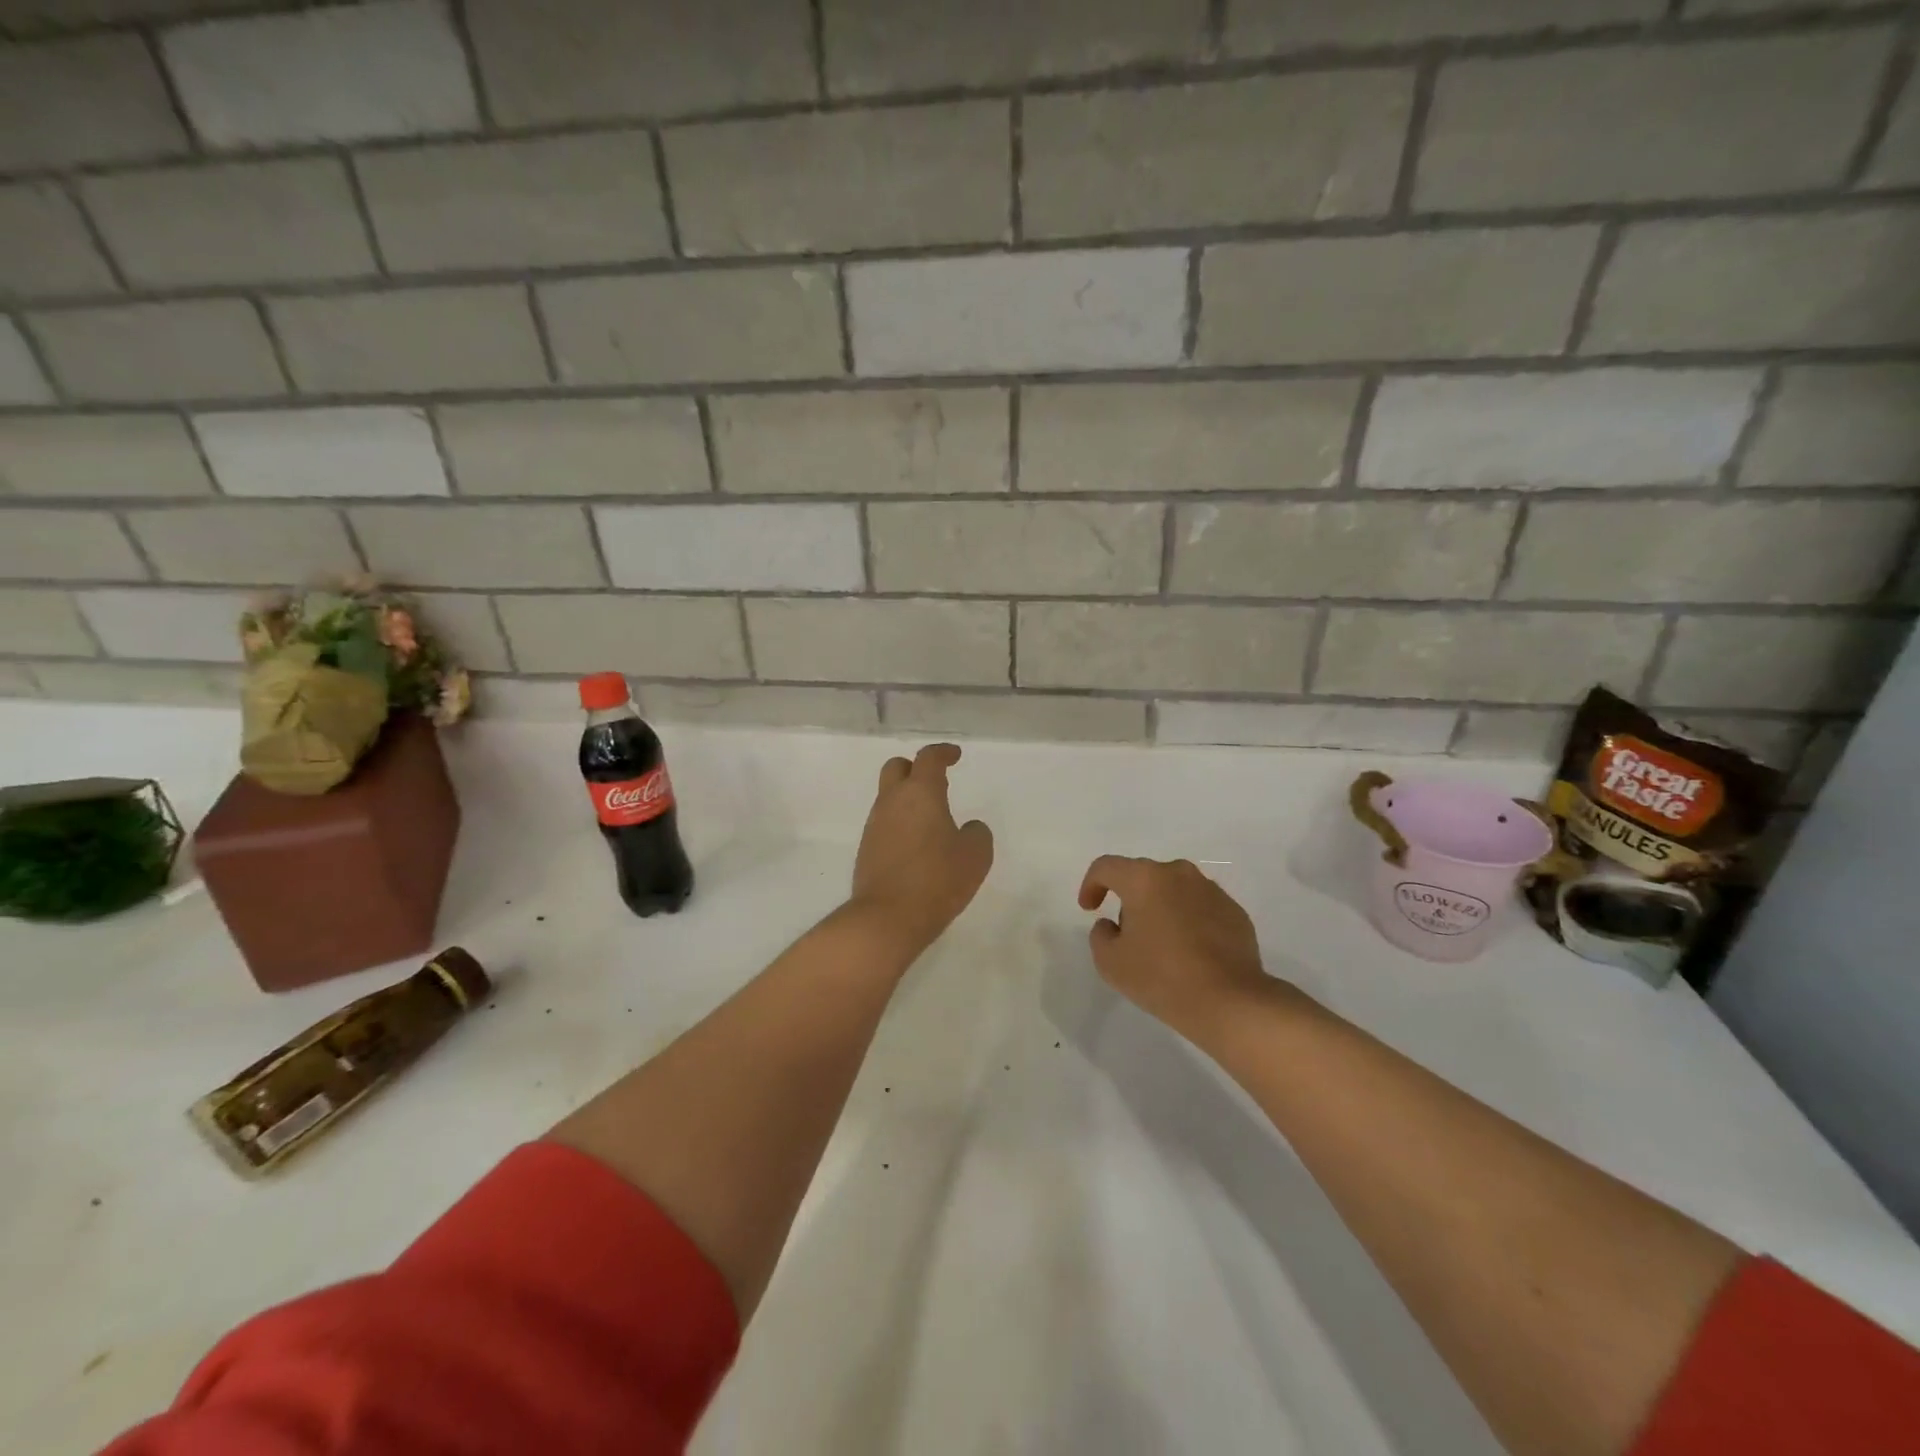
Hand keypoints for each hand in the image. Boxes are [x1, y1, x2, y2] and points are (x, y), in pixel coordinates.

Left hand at [850, 744, 993, 955]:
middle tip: (937, 782)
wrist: (887, 918)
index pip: (928, 758)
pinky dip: (900, 824)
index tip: (955, 756)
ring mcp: (874, 826)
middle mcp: (892, 802)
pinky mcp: (866, 850)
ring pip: (888, 798)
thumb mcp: (976, 856)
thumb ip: (977, 834)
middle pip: (897, 768)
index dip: (943, 752)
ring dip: (908, 800)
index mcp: (920, 793)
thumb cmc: (937, 879)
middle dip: (916, 768)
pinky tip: (916, 845)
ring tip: (931, 820)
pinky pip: (884, 824)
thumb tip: (969, 828)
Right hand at [1077, 856, 1270, 1039]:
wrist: (1229, 1001)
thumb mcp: (1110, 962)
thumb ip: (1101, 935)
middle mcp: (1179, 874)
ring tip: (1161, 946)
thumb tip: (1111, 924)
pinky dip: (1189, 922)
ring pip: (1174, 891)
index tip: (1089, 908)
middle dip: (1129, 900)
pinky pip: (1200, 908)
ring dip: (1161, 909)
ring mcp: (1211, 891)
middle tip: (1126, 934)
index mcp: (1144, 879)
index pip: (1106, 867)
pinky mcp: (1235, 912)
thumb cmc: (1161, 977)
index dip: (1091, 884)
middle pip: (1143, 877)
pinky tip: (1190, 954)